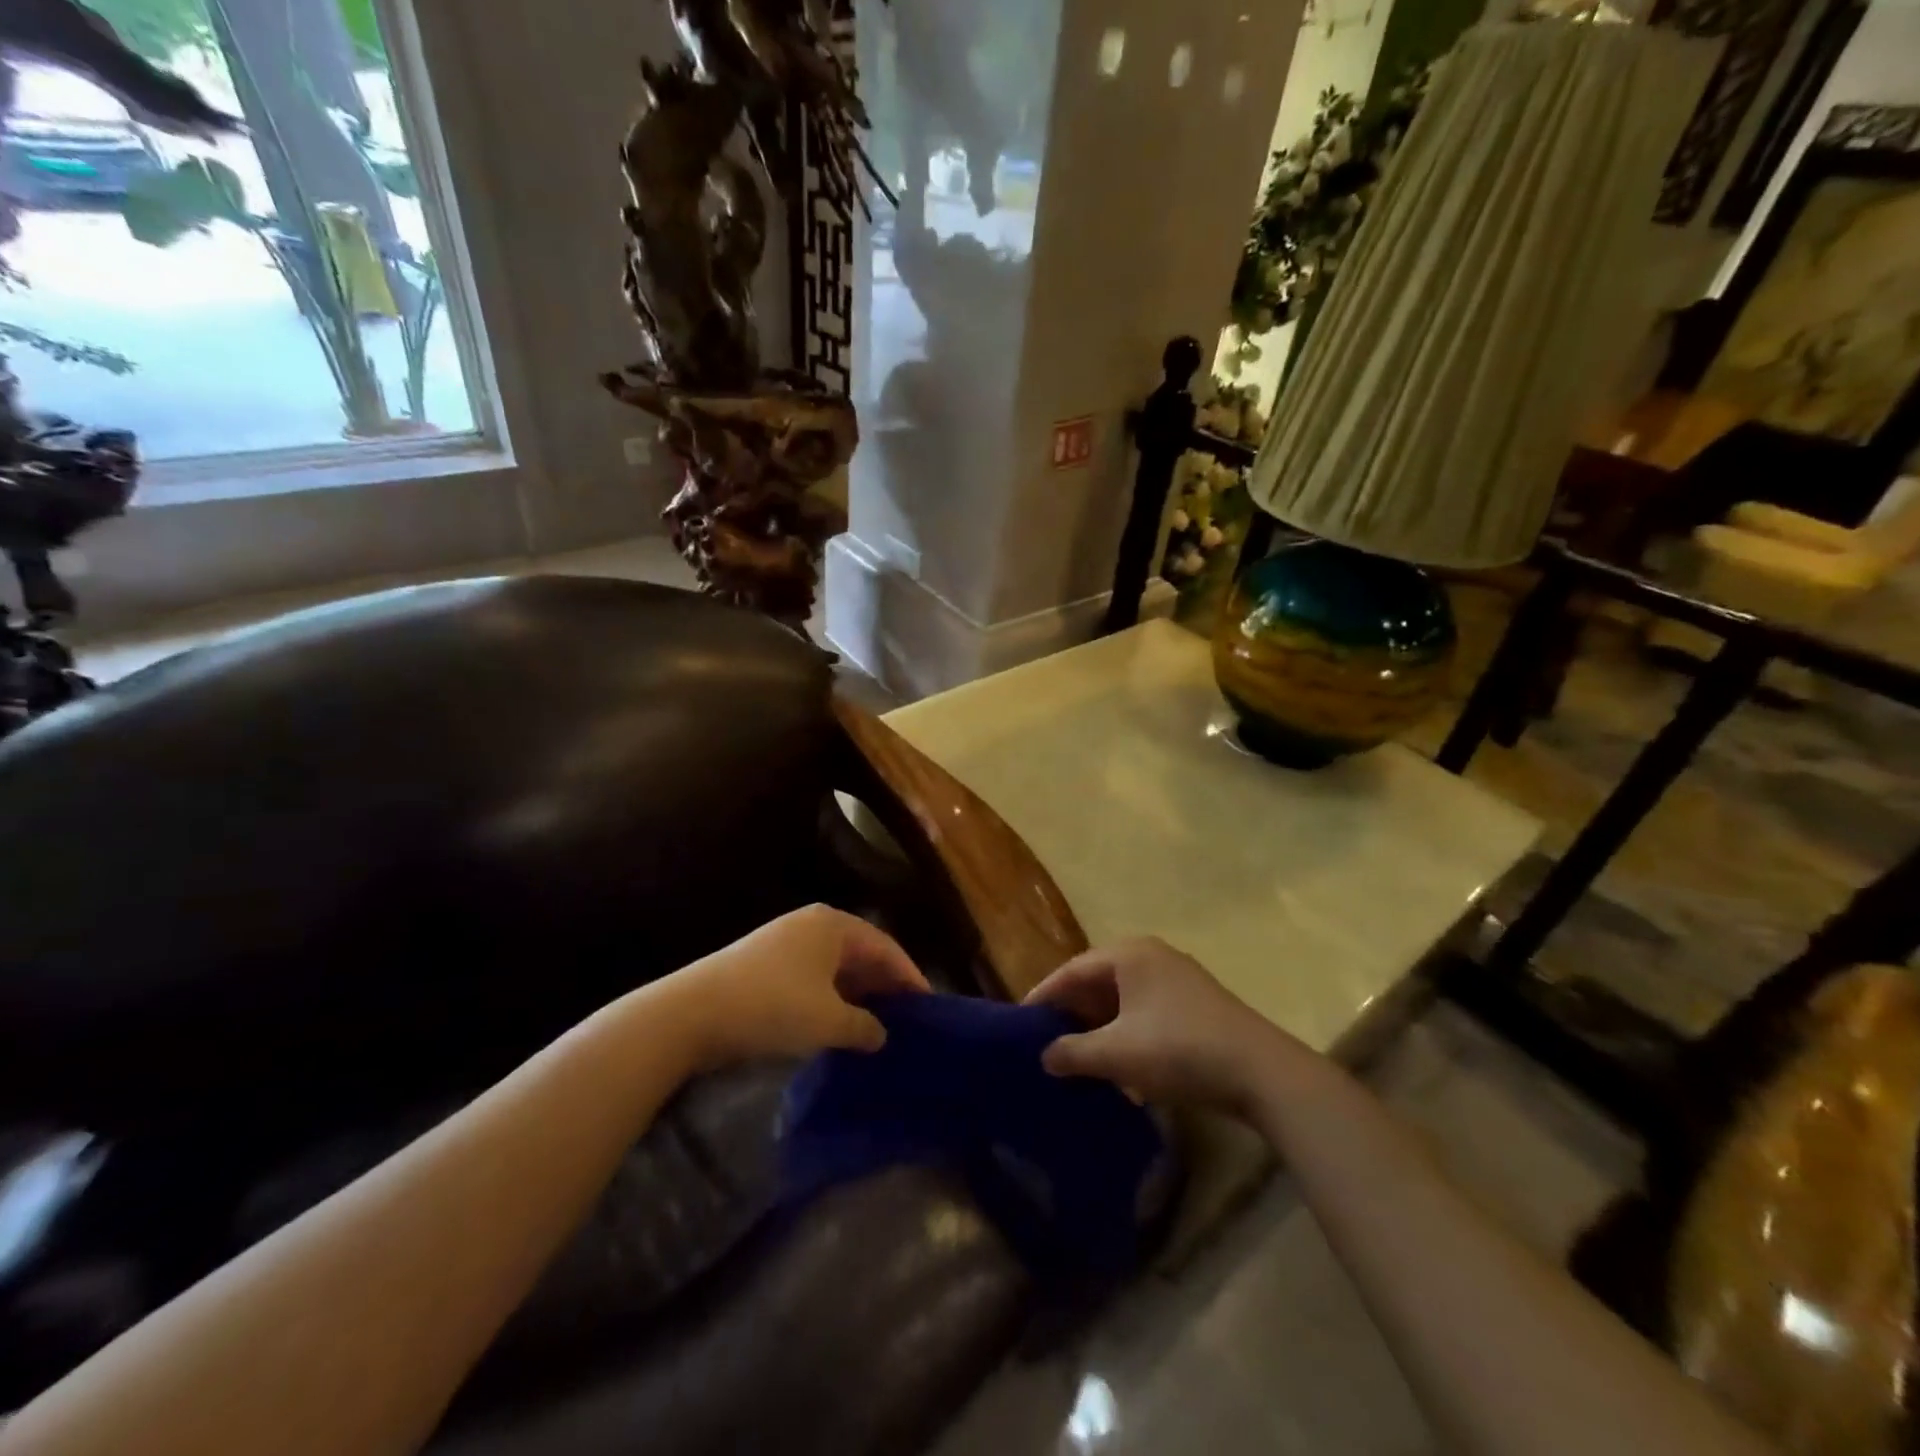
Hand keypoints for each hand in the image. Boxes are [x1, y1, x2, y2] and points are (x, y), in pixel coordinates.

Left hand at [678, 904, 929, 1068]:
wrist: (692, 1013)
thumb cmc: (772, 1006)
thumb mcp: (828, 1021)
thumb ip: (864, 1027)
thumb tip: (881, 1034)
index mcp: (834, 925)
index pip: (886, 947)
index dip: (910, 977)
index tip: (929, 1005)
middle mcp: (813, 925)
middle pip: (861, 953)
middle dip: (884, 985)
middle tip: (907, 1017)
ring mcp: (786, 942)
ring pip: (836, 967)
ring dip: (857, 994)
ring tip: (877, 1025)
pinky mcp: (765, 964)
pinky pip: (814, 977)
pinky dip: (831, 998)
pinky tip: (838, 1024)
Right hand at [1025, 937, 1300, 1111]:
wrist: (1260, 1071)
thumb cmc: (1178, 1049)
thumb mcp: (1117, 1053)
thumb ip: (1074, 1052)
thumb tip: (1045, 1056)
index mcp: (1128, 954)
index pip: (1072, 970)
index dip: (1044, 995)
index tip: (1021, 1020)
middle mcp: (1151, 956)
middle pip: (1097, 980)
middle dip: (1072, 1011)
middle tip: (1045, 1038)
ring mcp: (1177, 978)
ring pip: (1122, 997)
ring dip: (1099, 1025)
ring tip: (1077, 1053)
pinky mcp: (1194, 1003)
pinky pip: (1145, 1009)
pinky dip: (1126, 1031)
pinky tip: (1120, 1063)